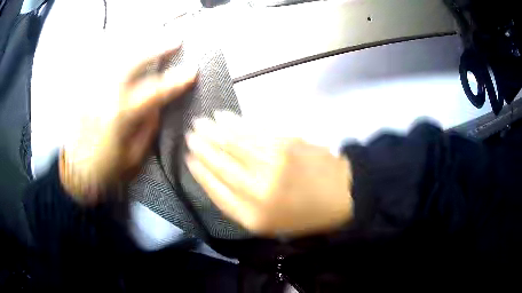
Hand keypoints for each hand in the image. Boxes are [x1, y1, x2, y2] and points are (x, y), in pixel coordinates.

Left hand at [59, 41, 196, 204]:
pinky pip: (101, 65)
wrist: (75, 174)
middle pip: (132, 63)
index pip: (153, 92)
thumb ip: (147, 129)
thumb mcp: (133, 158)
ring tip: (154, 38)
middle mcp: (104, 97)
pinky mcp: (84, 91)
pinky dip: (115, 53)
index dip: (175, 81)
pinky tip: (126, 48)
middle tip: (175, 40)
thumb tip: (156, 106)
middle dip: (156, 49)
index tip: (192, 71)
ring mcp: (92, 90)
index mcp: (120, 117)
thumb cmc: (106, 171)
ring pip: (116, 58)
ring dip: (137, 46)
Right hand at [185, 112, 352, 236]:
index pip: (215, 190)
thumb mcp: (270, 224)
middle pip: (220, 164)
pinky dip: (234, 123)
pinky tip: (223, 117)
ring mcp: (271, 163)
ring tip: (200, 123)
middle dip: (201, 148)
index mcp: (252, 217)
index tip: (188, 159)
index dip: (199, 173)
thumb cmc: (305, 214)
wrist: (342, 194)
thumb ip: (240, 205)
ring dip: (213, 131)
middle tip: (190, 135)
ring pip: (232, 143)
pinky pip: (251, 131)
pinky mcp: (285, 143)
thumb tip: (214, 179)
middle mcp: (257, 190)